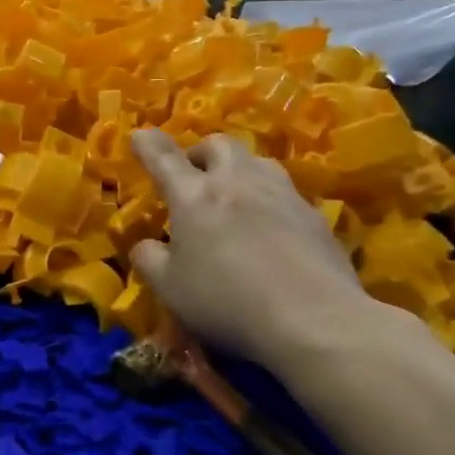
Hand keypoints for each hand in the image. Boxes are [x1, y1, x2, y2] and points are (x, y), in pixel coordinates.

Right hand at [128, 130, 374, 365]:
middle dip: (201, 153)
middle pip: (219, 145)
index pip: (164, 158)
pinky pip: (284, 193)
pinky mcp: (313, 215)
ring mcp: (280, 194)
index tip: (139, 135)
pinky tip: (270, 229)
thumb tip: (146, 245)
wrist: (314, 319)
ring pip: (257, 162)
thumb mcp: (170, 288)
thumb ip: (150, 260)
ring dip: (239, 170)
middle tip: (193, 175)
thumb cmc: (227, 300)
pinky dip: (268, 200)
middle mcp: (237, 182)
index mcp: (194, 196)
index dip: (148, 145)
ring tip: (234, 196)